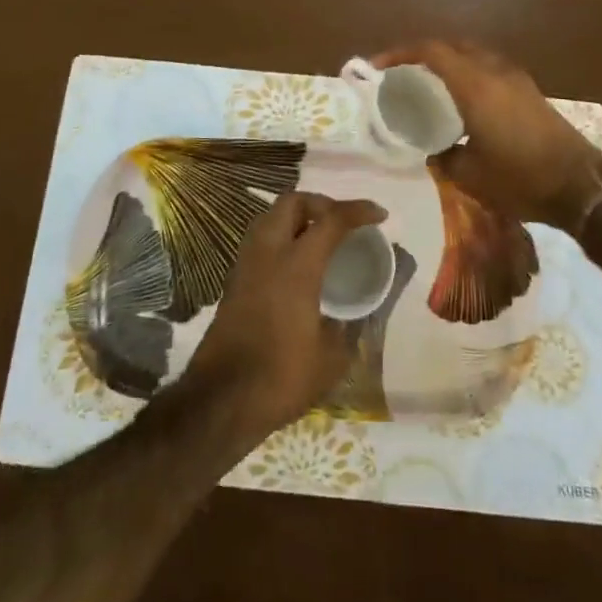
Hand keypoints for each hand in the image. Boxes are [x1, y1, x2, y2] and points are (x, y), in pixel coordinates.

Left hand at [182, 192, 386, 441]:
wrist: (221, 399)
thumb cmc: (282, 376)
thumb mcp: (331, 357)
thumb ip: (349, 326)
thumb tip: (355, 313)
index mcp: (297, 265)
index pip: (331, 220)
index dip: (359, 211)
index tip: (380, 215)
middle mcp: (268, 252)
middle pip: (293, 202)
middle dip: (321, 203)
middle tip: (343, 222)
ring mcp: (246, 263)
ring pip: (272, 217)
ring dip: (298, 217)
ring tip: (322, 239)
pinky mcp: (234, 280)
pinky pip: (261, 240)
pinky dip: (282, 237)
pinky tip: (298, 264)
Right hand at [372, 41, 601, 234]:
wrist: (581, 187)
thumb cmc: (520, 179)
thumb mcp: (470, 176)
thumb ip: (445, 158)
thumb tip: (435, 152)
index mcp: (475, 87)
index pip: (432, 52)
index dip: (401, 53)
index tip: (380, 66)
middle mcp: (495, 73)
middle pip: (454, 46)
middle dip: (426, 53)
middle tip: (405, 73)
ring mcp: (517, 80)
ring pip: (476, 56)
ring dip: (452, 61)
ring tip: (433, 85)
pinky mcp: (531, 93)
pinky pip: (492, 70)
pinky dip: (471, 74)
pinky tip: (466, 101)